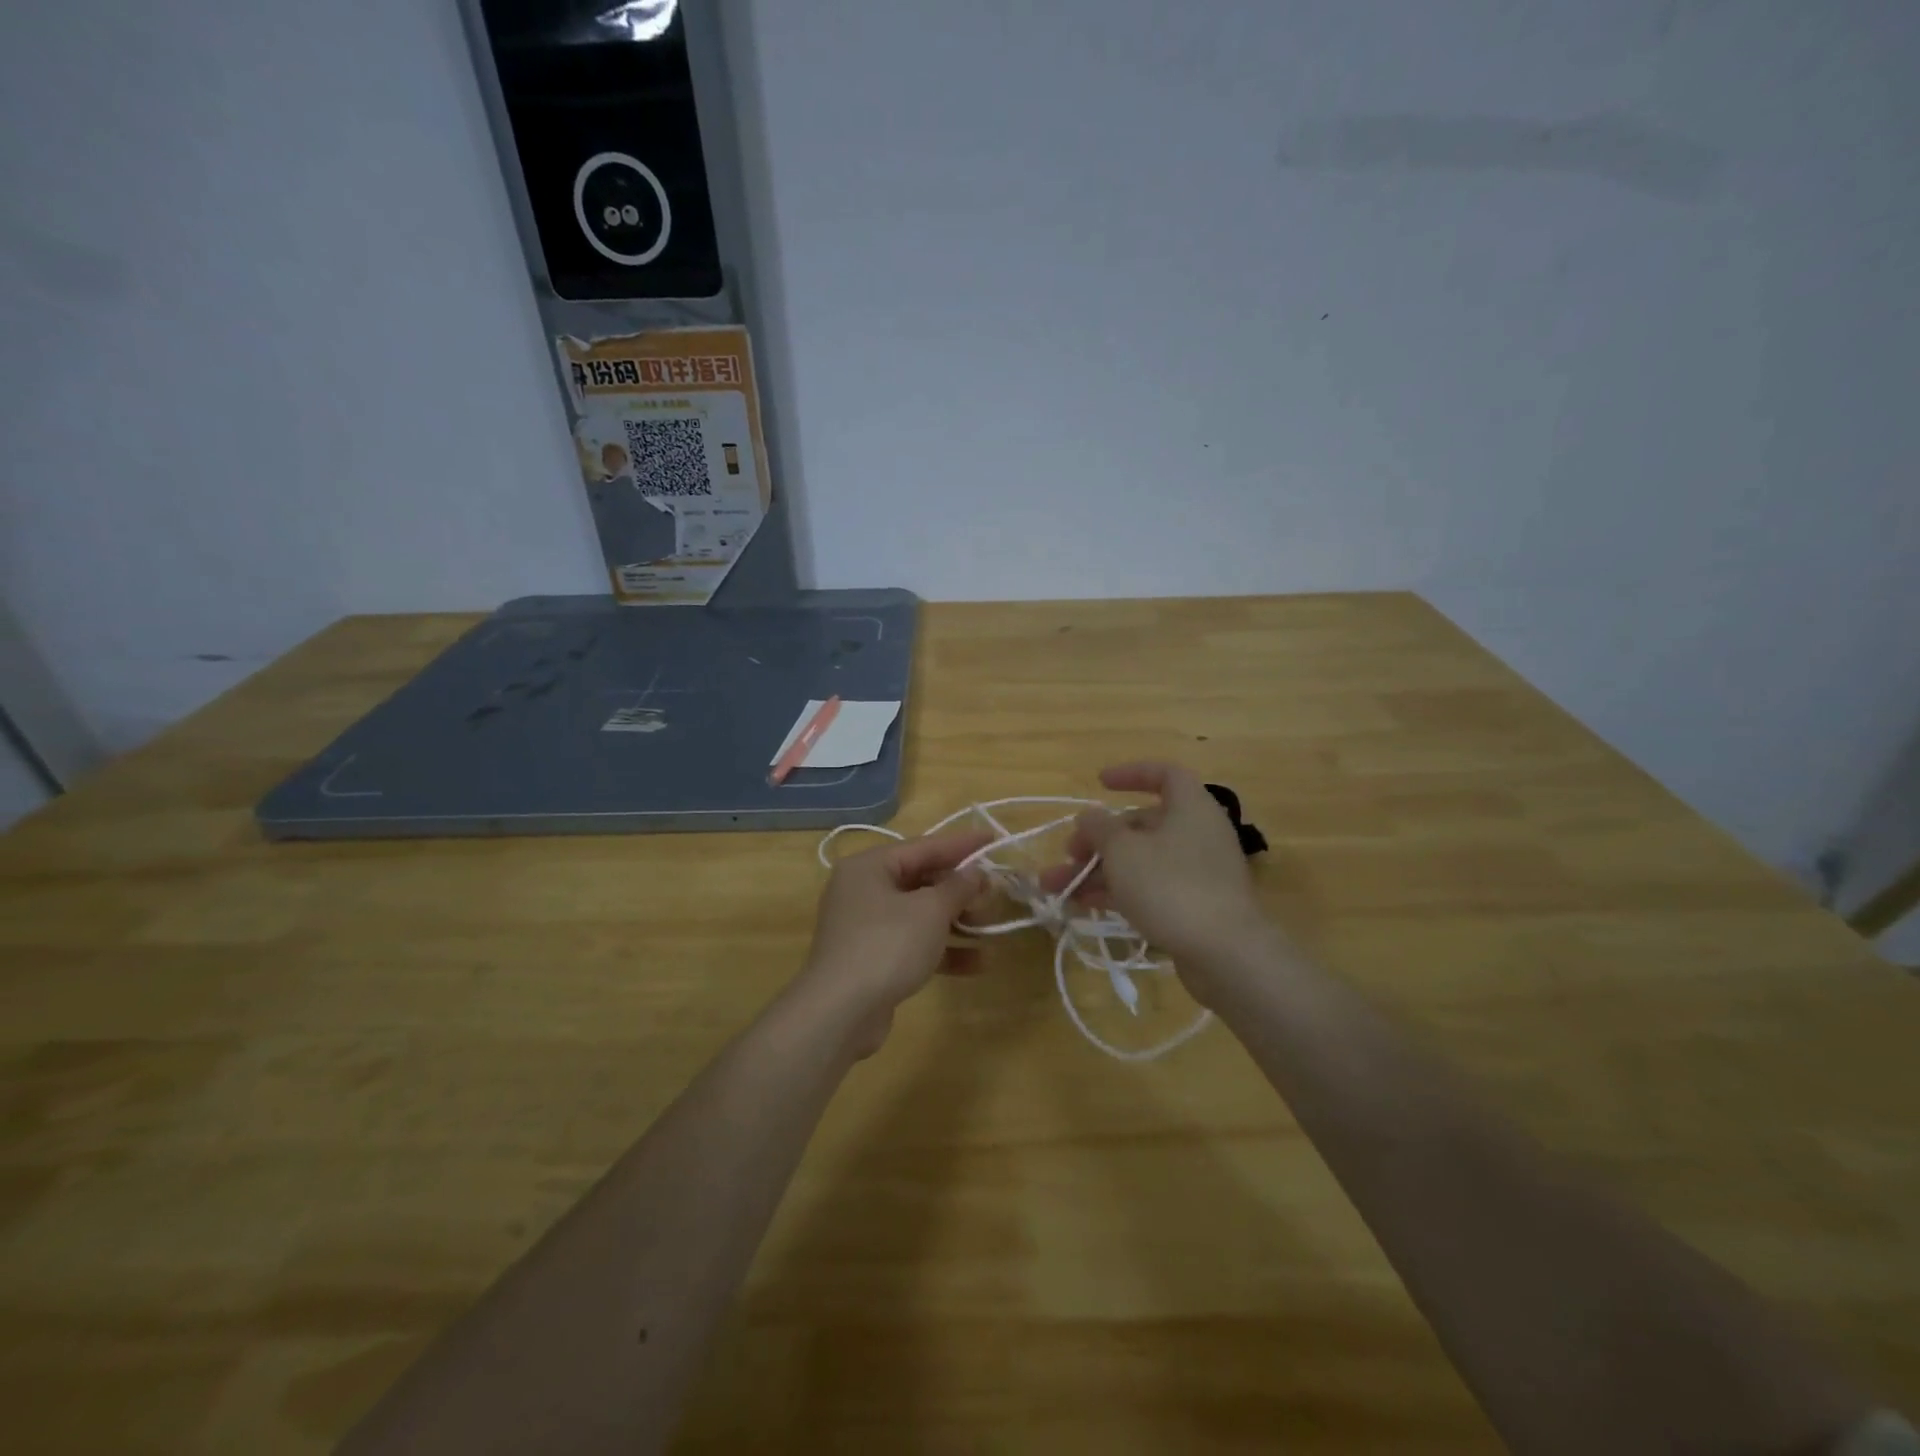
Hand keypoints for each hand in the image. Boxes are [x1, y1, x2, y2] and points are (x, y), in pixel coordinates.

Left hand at [795, 827, 991, 1054]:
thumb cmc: (887, 945)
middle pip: (921, 880)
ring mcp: (865, 926)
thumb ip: (958, 887)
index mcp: (870, 866)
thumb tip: (976, 873)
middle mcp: (863, 889)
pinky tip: (976, 963)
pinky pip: (912, 943)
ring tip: (989, 930)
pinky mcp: (871, 958)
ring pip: (919, 914)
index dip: (962, 845)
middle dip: (960, 891)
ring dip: (956, 922)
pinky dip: (941, 949)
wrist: (840, 1013)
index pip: (924, 846)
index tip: (994, 840)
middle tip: (994, 895)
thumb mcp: (931, 911)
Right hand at [1041, 762, 1270, 999]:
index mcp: (1190, 807)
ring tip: (1057, 886)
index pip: (1164, 774)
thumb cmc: (1171, 886)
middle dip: (1099, 838)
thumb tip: (1090, 816)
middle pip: (1143, 824)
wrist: (1225, 954)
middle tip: (1068, 853)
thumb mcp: (1123, 851)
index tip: (1099, 784)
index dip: (1131, 774)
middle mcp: (1197, 833)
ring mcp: (1197, 872)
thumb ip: (1099, 828)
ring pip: (1141, 860)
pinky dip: (1118, 891)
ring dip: (1098, 869)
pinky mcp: (1194, 906)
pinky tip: (1083, 904)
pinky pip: (1150, 887)